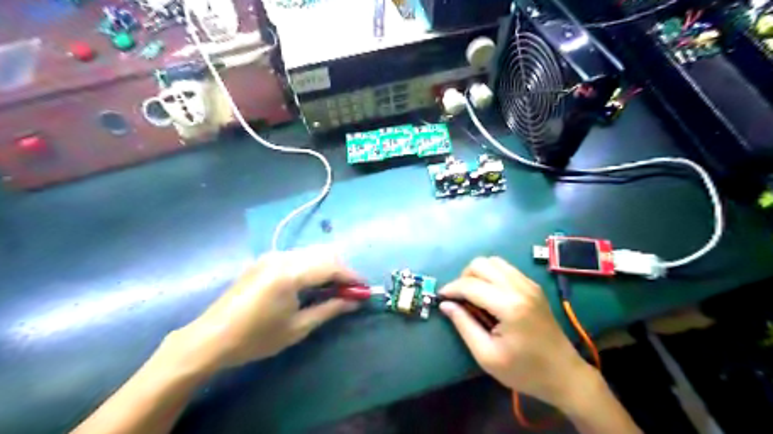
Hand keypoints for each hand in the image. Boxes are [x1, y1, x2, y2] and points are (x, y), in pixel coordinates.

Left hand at [170, 246, 361, 370]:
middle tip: (349, 291)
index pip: (332, 265)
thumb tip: (355, 302)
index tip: (365, 289)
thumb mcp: (298, 327)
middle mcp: (282, 256)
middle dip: (342, 270)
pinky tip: (312, 284)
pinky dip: (312, 266)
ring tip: (333, 289)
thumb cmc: (256, 338)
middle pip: (324, 253)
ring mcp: (272, 255)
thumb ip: (330, 309)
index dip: (352, 276)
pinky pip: (298, 256)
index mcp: (290, 273)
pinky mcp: (265, 260)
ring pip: (312, 252)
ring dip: (328, 266)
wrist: (210, 338)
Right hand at [441, 255, 592, 411]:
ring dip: (478, 274)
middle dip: (464, 277)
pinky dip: (492, 275)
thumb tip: (445, 304)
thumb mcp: (487, 356)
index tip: (440, 297)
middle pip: (481, 264)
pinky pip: (506, 268)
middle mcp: (520, 287)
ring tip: (473, 295)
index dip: (451, 288)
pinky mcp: (533, 286)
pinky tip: (490, 294)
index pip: (470, 285)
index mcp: (509, 306)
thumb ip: (464, 325)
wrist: (564, 374)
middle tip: (459, 298)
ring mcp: (529, 284)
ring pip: (494, 261)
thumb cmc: (524, 371)